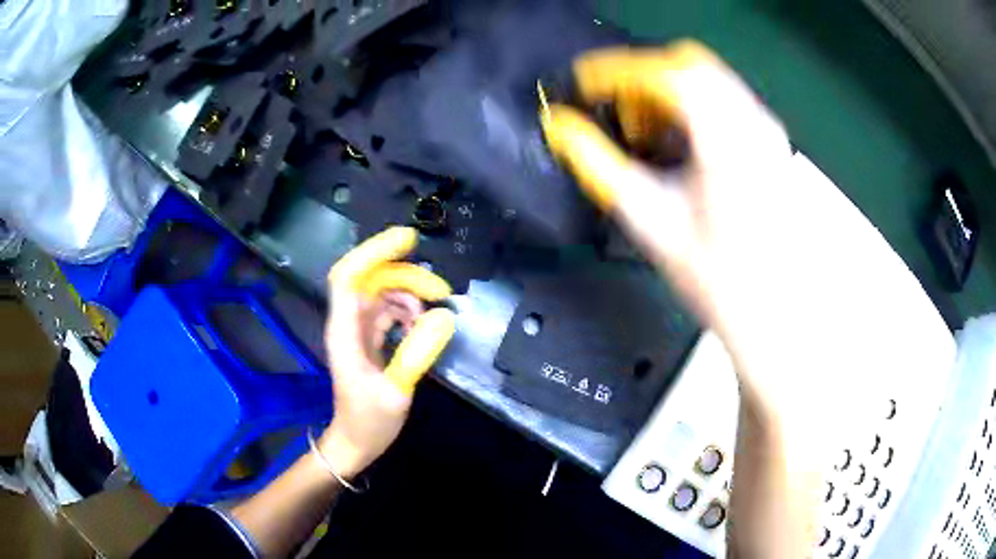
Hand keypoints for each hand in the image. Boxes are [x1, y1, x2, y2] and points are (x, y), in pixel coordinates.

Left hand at [320, 227, 455, 478]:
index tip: (408, 240)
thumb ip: (417, 354)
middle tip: (442, 291)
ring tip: (434, 310)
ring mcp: (358, 330)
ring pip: (381, 293)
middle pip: (371, 279)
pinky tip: (421, 322)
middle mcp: (348, 323)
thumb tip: (445, 317)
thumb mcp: (395, 391)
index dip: (374, 252)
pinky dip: (407, 309)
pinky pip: (387, 310)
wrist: (356, 443)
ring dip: (409, 293)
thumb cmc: (369, 422)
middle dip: (406, 276)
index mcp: (345, 331)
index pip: (349, 276)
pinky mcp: (368, 339)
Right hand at [541, 42, 800, 413]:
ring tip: (649, 138)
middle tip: (621, 116)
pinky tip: (681, 147)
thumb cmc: (715, 278)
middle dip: (644, 80)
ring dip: (668, 95)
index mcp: (724, 138)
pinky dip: (692, 109)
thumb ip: (598, 164)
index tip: (584, 86)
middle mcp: (753, 122)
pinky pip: (724, 102)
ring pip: (708, 80)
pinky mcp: (771, 144)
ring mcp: (767, 131)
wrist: (774, 314)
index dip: (616, 71)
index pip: (664, 72)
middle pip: (689, 64)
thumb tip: (560, 126)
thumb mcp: (649, 219)